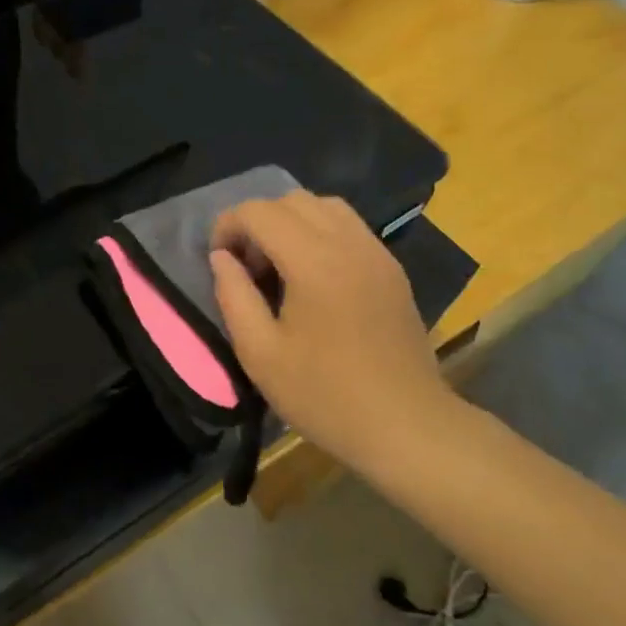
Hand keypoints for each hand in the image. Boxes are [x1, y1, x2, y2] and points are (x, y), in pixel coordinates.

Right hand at [209, 191, 458, 474]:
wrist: (406, 425)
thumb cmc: (324, 395)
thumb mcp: (259, 353)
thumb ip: (233, 295)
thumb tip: (222, 258)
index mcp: (313, 261)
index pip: (260, 211)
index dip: (228, 226)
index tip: (219, 262)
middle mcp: (349, 243)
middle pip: (292, 200)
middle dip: (258, 222)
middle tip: (247, 267)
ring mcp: (377, 253)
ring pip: (325, 206)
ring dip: (291, 223)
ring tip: (279, 267)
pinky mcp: (392, 269)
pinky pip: (350, 227)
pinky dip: (320, 233)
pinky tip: (313, 277)